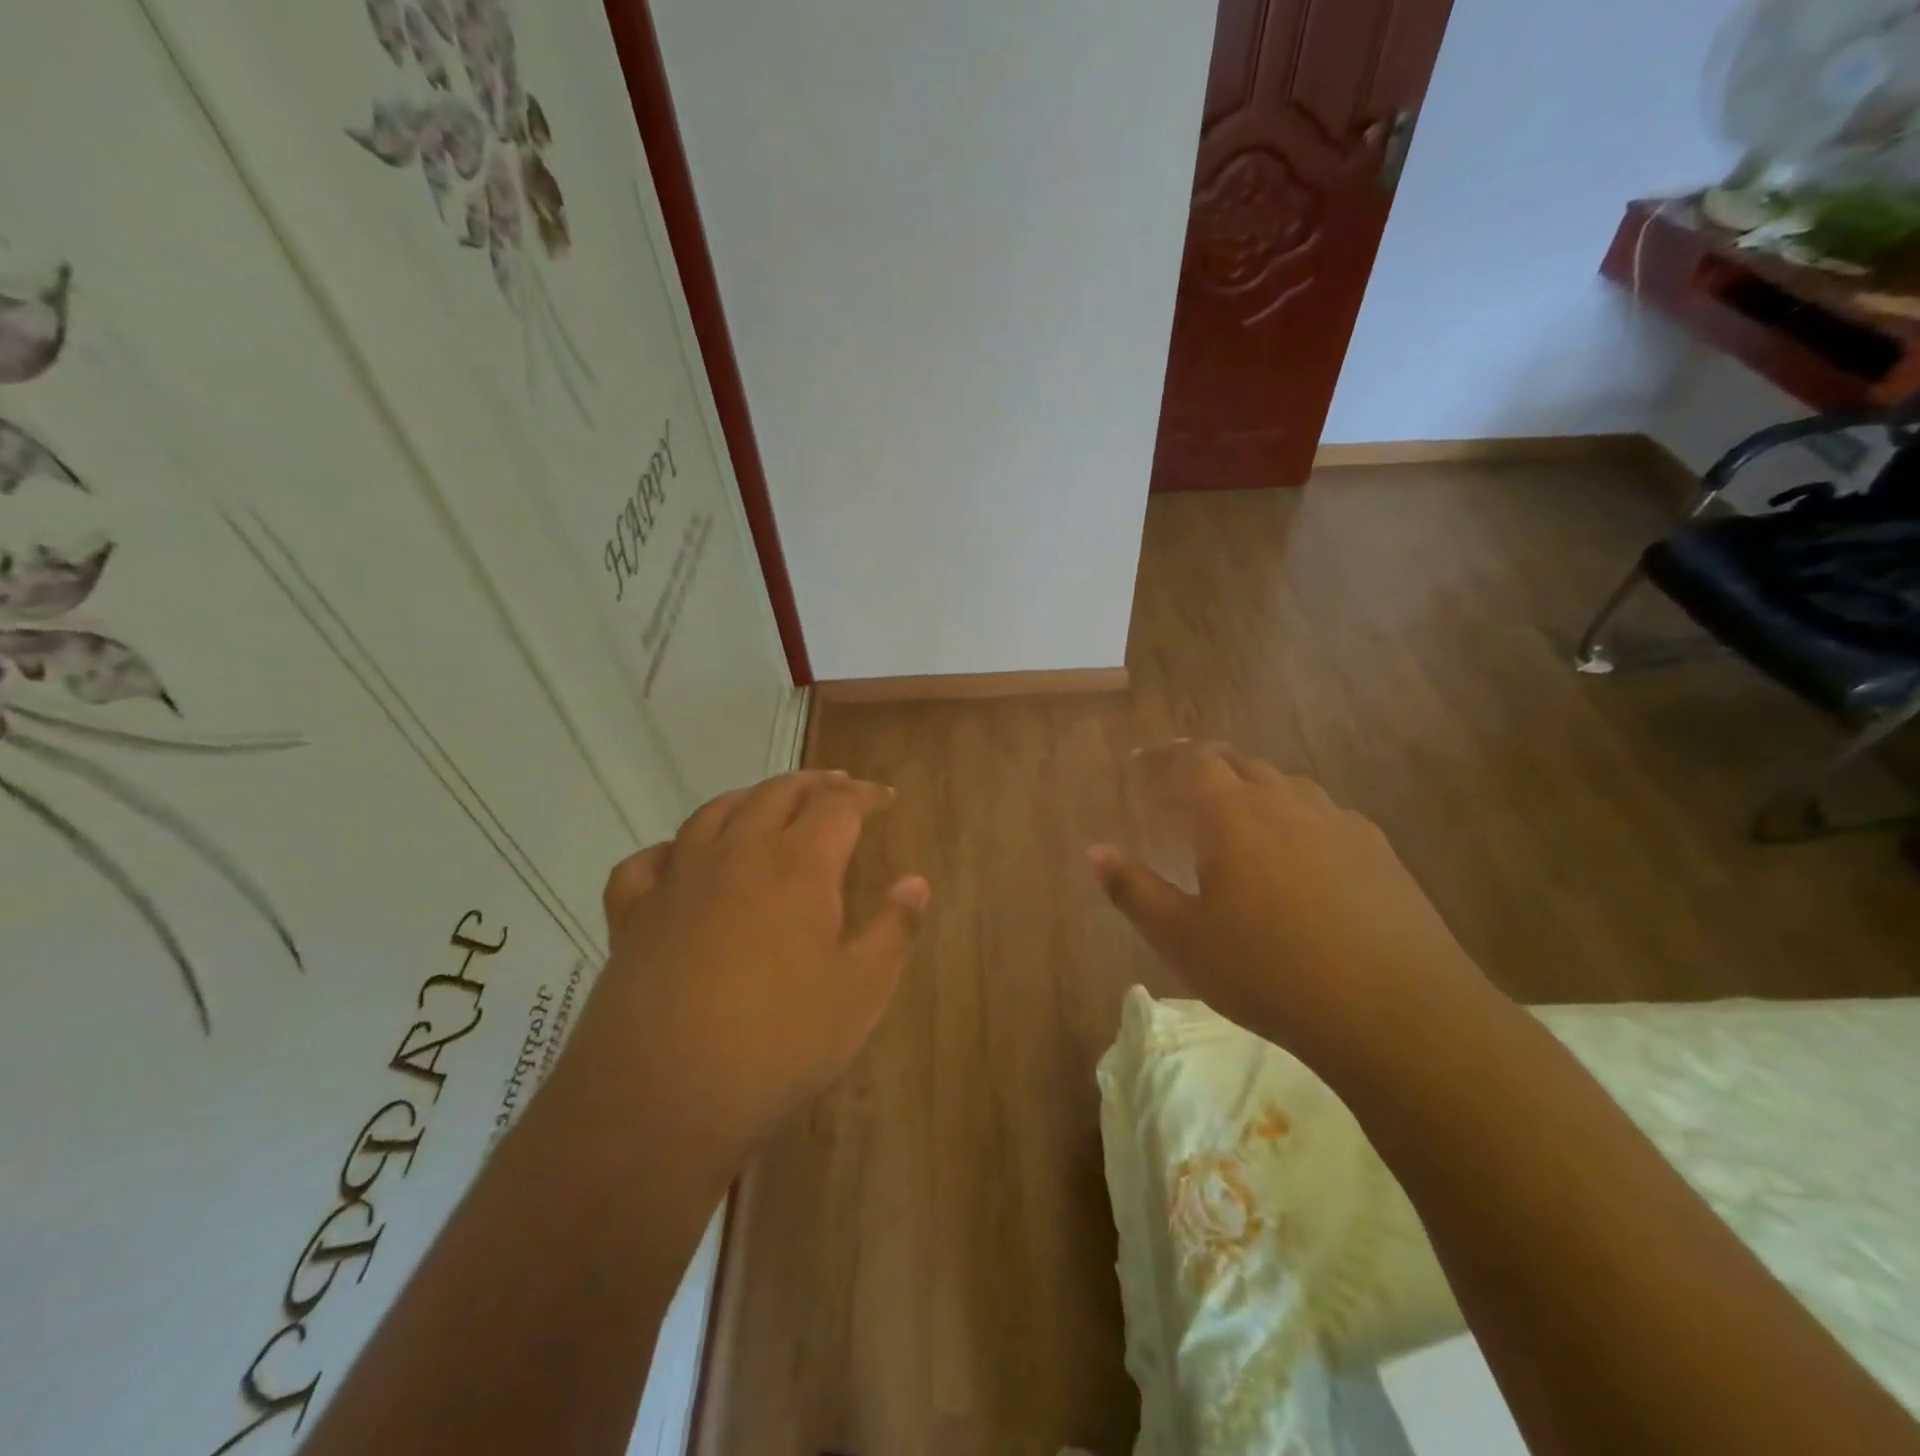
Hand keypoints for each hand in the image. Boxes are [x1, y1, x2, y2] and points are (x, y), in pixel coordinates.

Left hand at [577, 771, 928, 1163]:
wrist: (662, 1097)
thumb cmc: (780, 1042)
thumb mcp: (862, 991)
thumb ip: (893, 929)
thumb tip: (916, 882)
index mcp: (798, 865)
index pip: (839, 805)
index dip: (866, 796)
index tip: (886, 799)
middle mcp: (737, 854)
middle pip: (777, 793)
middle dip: (814, 784)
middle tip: (838, 787)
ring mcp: (678, 880)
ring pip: (714, 812)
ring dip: (751, 798)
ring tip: (770, 804)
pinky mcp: (632, 915)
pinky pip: (647, 862)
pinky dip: (671, 848)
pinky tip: (681, 861)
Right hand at [1088, 742, 1501, 1082]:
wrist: (1395, 1012)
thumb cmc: (1267, 972)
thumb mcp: (1182, 939)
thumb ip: (1133, 890)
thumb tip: (1096, 851)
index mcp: (1231, 814)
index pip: (1192, 762)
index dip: (1163, 758)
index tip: (1142, 764)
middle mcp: (1284, 802)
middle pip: (1239, 763)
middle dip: (1206, 765)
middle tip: (1182, 783)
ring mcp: (1337, 822)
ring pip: (1285, 785)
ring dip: (1253, 788)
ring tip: (1237, 815)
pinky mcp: (1378, 850)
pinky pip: (1324, 815)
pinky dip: (1296, 817)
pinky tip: (1299, 854)